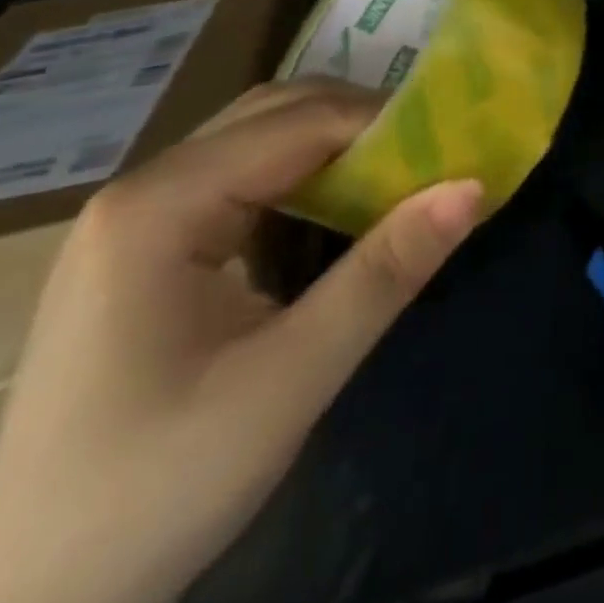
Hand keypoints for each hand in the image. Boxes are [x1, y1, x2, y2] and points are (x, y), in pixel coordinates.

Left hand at [0, 81, 482, 602]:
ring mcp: (130, 221)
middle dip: (358, 123)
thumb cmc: (159, 488)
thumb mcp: (290, 380)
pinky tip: (330, 214)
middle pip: (270, 114)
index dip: (383, 123)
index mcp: (159, 206)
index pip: (298, 123)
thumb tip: (472, 186)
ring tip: (397, 176)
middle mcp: (139, 191)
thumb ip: (385, 273)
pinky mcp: (137, 253)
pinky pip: (233, 182)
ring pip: (252, 142)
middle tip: (431, 155)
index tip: (452, 143)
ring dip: (329, 148)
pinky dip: (296, 180)